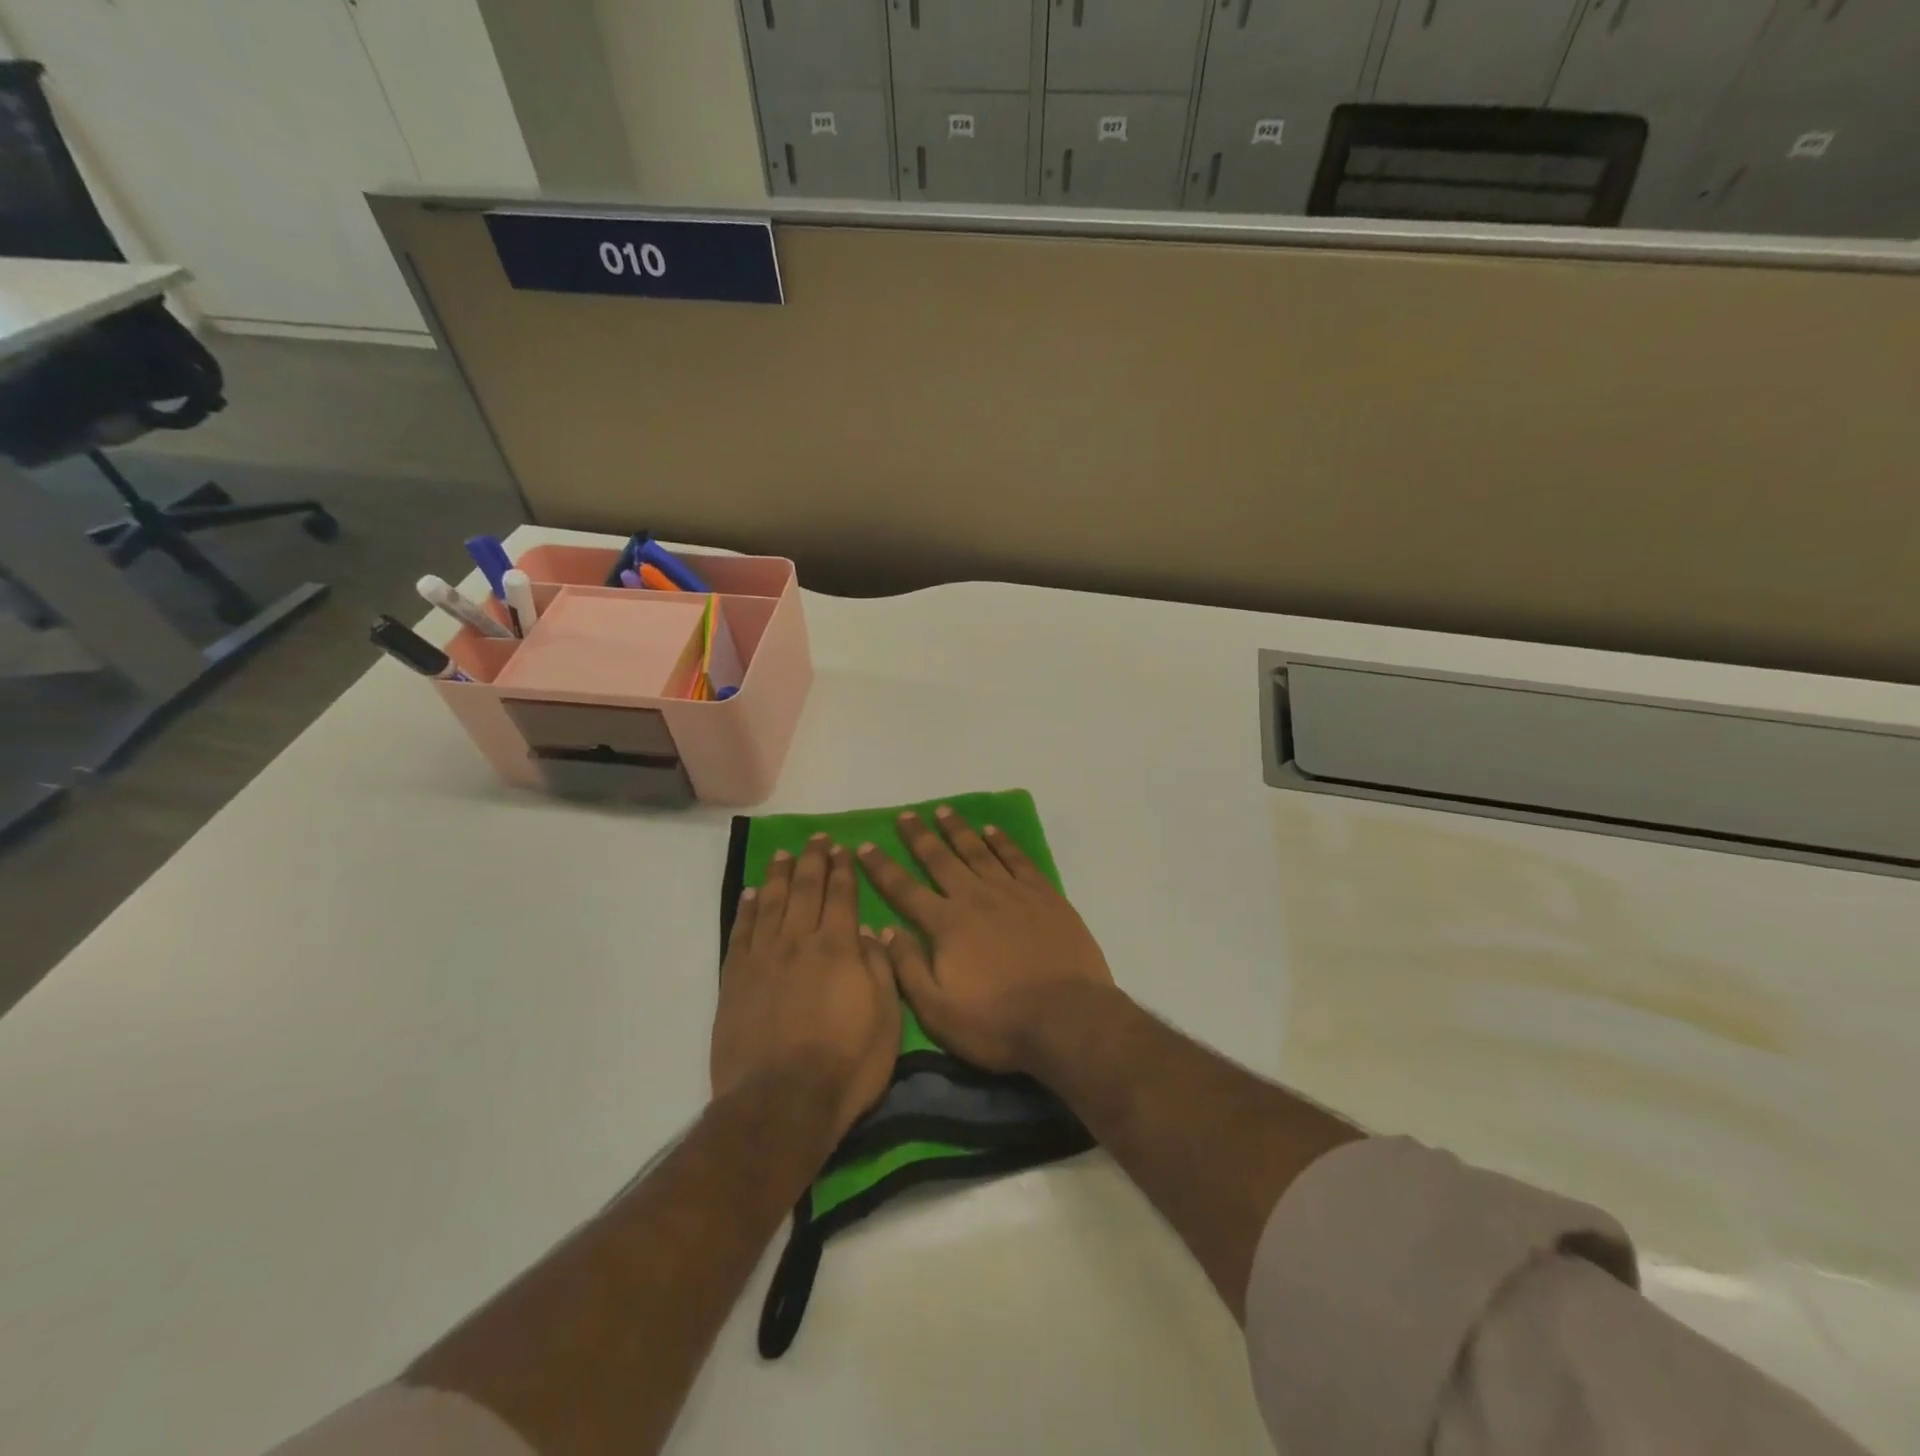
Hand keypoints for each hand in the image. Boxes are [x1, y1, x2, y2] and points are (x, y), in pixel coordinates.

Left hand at [712, 836, 900, 1138]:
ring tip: (783, 853)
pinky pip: (741, 933)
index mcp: (839, 948)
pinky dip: (747, 909)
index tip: (842, 848)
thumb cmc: (846, 1064)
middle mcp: (799, 941)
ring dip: (778, 875)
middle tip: (816, 839)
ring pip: (771, 903)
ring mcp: (763, 958)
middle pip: (805, 889)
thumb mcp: (887, 1019)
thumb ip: (879, 968)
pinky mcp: (736, 980)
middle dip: (813, 860)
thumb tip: (869, 931)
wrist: (781, 1103)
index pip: (841, 895)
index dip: (842, 869)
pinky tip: (751, 894)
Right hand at [858, 807, 1114, 1073]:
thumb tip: (883, 929)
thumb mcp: (938, 1010)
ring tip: (943, 811)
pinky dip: (1002, 842)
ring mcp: (1013, 893)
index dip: (882, 867)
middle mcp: (976, 898)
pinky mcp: (1045, 896)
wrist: (1066, 1019)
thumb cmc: (997, 1023)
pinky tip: (992, 831)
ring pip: (979, 851)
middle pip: (941, 859)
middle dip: (919, 837)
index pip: (904, 889)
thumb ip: (908, 967)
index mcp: (947, 924)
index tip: (865, 845)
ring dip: (958, 830)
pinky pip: (1018, 859)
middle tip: (906, 815)